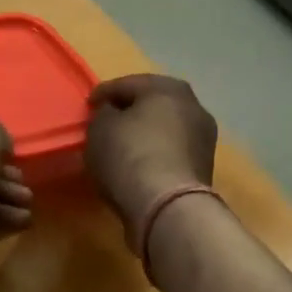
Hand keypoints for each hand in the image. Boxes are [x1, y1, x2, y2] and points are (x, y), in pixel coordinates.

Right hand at [86, 74, 217, 252]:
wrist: (167, 207)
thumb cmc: (129, 155)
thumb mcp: (100, 128)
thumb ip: (104, 113)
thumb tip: (113, 114)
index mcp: (168, 87)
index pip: (127, 84)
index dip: (103, 93)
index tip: (88, 106)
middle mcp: (193, 106)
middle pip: (151, 103)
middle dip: (129, 111)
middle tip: (106, 122)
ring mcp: (203, 137)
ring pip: (164, 128)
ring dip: (144, 133)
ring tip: (120, 145)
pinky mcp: (204, 167)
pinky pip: (171, 151)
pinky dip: (155, 153)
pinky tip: (137, 164)